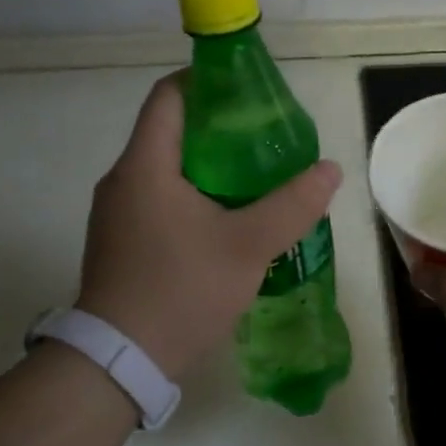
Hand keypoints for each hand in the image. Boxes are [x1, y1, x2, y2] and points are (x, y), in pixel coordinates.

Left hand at [77, 74, 341, 382]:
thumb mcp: (248, 246)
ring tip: (255, 179)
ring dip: (208, 166)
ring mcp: (116, 213)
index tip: (248, 93)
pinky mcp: (119, 241)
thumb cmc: (180, 290)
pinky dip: (192, 195)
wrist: (119, 363)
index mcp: (145, 165)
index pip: (169, 95)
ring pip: (166, 169)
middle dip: (219, 128)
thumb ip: (293, 205)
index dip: (208, 82)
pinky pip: (158, 199)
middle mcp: (122, 179)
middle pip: (171, 131)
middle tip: (266, 141)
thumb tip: (329, 169)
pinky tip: (226, 220)